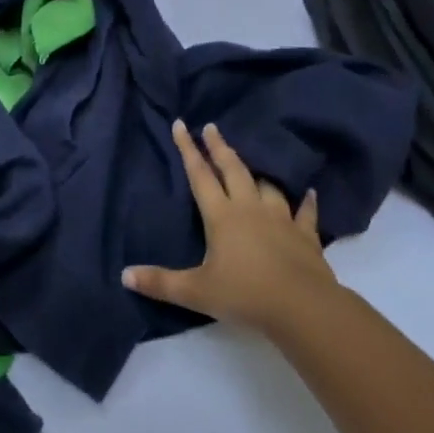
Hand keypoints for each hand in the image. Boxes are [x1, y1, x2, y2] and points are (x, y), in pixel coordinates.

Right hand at [123, 120, 341, 339]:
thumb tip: (125, 275)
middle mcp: (250, 208)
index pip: (200, 175)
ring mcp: (280, 219)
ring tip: (252, 164)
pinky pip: (304, 212)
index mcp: (222, 216)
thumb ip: (161, 282)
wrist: (303, 307)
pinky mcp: (305, 235)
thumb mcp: (196, 292)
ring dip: (257, 173)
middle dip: (219, 147)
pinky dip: (305, 202)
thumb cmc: (245, 295)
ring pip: (266, 186)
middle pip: (233, 170)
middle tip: (212, 127)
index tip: (181, 124)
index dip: (188, 149)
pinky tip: (309, 193)